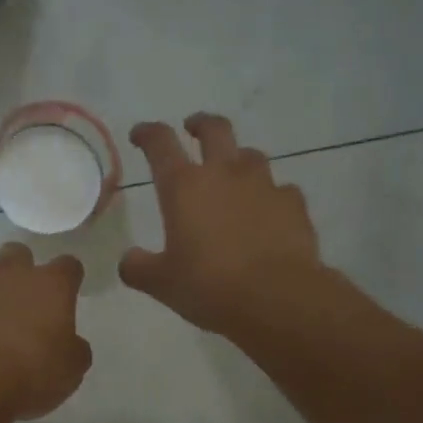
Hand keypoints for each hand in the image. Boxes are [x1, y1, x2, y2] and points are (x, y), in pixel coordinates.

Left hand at [0, 243, 92, 420]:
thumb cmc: (27, 375)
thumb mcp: (69, 372)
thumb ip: (73, 350)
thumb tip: (71, 343)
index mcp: (50, 287)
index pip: (68, 266)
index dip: (67, 278)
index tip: (64, 294)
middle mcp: (8, 272)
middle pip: (17, 252)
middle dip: (16, 269)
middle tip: (14, 299)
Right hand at [120, 114, 322, 335]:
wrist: (278, 298)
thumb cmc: (210, 286)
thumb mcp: (162, 283)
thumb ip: (139, 267)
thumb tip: (128, 260)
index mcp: (184, 187)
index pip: (160, 143)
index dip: (147, 134)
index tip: (140, 134)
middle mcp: (224, 174)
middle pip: (214, 129)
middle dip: (201, 124)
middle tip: (193, 129)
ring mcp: (264, 184)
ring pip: (250, 155)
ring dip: (238, 159)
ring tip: (234, 175)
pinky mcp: (294, 203)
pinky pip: (280, 190)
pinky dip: (270, 196)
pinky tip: (268, 213)